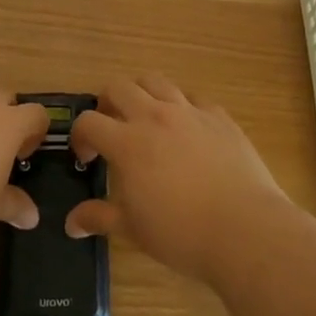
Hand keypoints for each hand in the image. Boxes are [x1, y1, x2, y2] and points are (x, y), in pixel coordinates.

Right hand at [65, 75, 291, 283]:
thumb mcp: (133, 230)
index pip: (89, 121)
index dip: (80, 136)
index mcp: (127, 142)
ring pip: (155, 81)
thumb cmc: (181, 233)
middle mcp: (154, 116)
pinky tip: (187, 131)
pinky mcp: (218, 116)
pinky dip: (182, 107)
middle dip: (107, 103)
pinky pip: (193, 98)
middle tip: (112, 128)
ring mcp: (189, 111)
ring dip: (142, 94)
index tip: (87, 158)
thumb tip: (72, 223)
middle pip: (118, 86)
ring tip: (146, 118)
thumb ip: (99, 218)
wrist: (244, 229)